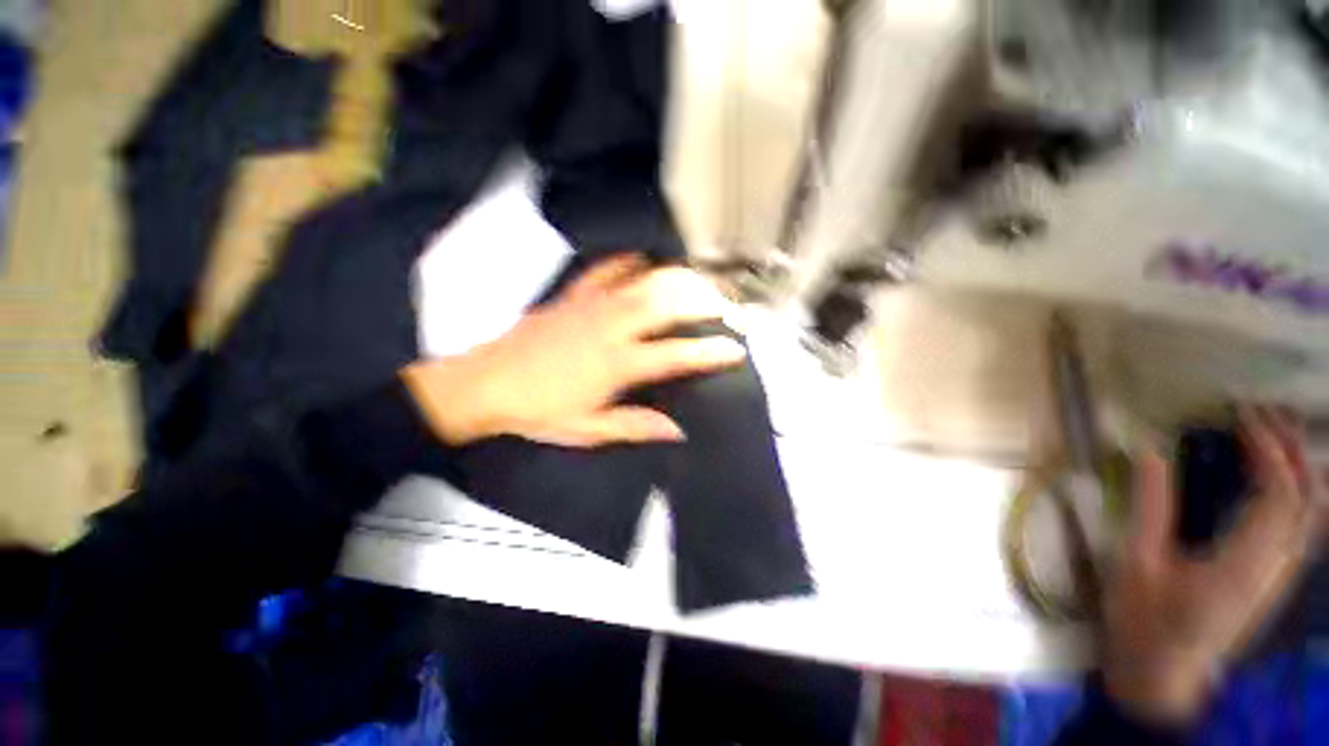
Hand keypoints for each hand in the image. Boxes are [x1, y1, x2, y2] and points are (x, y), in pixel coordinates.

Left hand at [402, 254, 745, 446]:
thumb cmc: (538, 412)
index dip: (711, 351)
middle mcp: (611, 328)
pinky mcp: (572, 296)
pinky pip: (605, 271)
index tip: (736, 349)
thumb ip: (635, 426)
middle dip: (703, 301)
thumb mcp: (588, 430)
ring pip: (643, 281)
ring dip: (676, 277)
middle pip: (667, 304)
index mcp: (617, 364)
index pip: (676, 354)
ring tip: (699, 279)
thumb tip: (677, 431)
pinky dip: (628, 262)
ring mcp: (591, 306)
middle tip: (725, 305)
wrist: (485, 385)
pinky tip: (643, 259)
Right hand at [1102, 406, 1325, 724]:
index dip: (1268, 451)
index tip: (1240, 418)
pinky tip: (1276, 480)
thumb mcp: (1136, 563)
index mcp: (1242, 565)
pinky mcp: (1272, 580)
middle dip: (1291, 451)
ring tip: (1271, 437)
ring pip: (1311, 515)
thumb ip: (1150, 507)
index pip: (1279, 496)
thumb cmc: (1143, 620)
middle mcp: (1274, 568)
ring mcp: (1278, 576)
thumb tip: (1152, 452)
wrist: (1161, 675)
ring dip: (1299, 469)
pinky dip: (1296, 493)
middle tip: (1261, 415)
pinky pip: (1300, 528)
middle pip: (1306, 501)